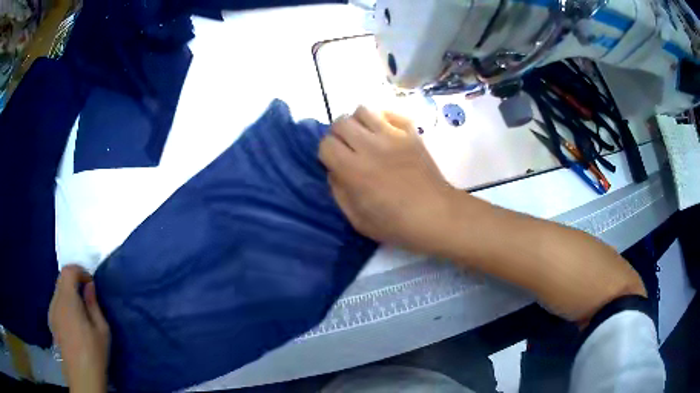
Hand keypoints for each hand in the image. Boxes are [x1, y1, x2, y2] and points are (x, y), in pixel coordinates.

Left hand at [49, 265, 109, 392]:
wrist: (81, 377)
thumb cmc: (94, 354)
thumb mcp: (102, 331)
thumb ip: (93, 305)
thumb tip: (89, 286)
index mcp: (67, 301)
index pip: (68, 271)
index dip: (80, 271)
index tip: (90, 283)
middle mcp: (55, 302)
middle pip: (61, 279)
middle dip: (74, 281)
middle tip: (87, 295)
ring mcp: (51, 312)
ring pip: (58, 291)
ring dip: (69, 292)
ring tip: (81, 311)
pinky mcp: (51, 322)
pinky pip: (56, 303)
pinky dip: (64, 303)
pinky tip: (74, 322)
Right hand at [319, 106, 457, 253]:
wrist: (437, 215)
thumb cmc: (397, 224)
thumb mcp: (358, 220)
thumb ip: (339, 193)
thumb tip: (334, 170)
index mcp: (354, 170)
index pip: (326, 144)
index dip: (326, 153)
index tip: (334, 163)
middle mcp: (371, 146)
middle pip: (341, 122)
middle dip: (338, 135)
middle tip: (347, 148)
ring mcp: (393, 135)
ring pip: (363, 110)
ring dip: (358, 122)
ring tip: (364, 137)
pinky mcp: (411, 133)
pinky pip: (389, 113)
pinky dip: (382, 118)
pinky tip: (385, 133)